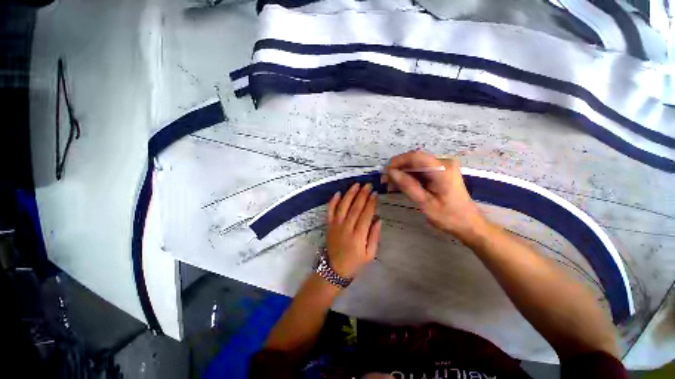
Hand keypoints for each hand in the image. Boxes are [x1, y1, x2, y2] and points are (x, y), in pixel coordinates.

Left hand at [326, 183, 381, 277]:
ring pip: (343, 206)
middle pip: (355, 207)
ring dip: (349, 194)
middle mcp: (346, 227)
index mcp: (358, 236)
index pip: (366, 214)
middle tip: (368, 185)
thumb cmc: (355, 262)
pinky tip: (338, 193)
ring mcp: (336, 225)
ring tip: (356, 184)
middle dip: (362, 194)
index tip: (375, 193)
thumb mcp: (370, 254)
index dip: (371, 202)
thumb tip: (378, 219)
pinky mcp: (329, 225)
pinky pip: (330, 210)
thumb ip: (374, 236)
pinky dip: (333, 201)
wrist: (335, 269)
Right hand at [383, 151, 487, 242]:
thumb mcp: (425, 203)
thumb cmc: (448, 216)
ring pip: (416, 165)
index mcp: (442, 169)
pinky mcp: (441, 172)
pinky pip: (421, 171)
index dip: (398, 161)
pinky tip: (401, 185)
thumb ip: (407, 185)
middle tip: (385, 182)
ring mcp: (443, 167)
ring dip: (402, 174)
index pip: (415, 157)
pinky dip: (409, 177)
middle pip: (415, 160)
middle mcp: (444, 163)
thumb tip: (390, 172)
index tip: (385, 172)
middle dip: (398, 169)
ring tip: (390, 186)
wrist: (469, 224)